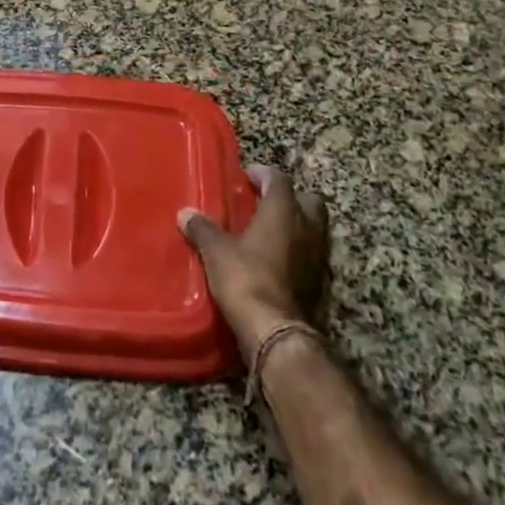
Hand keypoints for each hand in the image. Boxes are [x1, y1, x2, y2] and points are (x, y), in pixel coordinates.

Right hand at [179, 165, 327, 361]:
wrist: (275, 331)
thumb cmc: (246, 278)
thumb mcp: (216, 251)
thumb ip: (202, 229)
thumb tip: (185, 213)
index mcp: (283, 212)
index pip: (279, 179)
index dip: (263, 174)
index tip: (247, 175)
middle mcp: (307, 228)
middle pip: (308, 200)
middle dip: (290, 197)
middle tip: (265, 202)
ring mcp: (318, 256)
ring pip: (313, 228)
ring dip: (296, 225)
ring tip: (269, 231)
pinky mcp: (319, 282)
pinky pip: (311, 254)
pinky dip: (297, 250)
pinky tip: (276, 259)